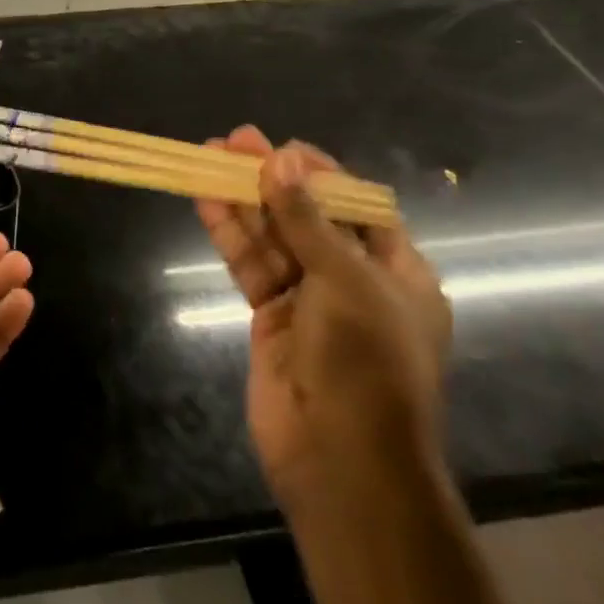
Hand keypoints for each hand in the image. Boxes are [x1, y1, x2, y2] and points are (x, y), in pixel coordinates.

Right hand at [196, 129, 450, 513]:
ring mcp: (310, 301)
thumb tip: (281, 159)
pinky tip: (206, 201)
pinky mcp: (271, 319)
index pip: (359, 207)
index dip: (321, 174)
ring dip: (243, 200)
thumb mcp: (345, 280)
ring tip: (208, 157)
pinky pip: (251, 266)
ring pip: (273, 238)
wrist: (342, 462)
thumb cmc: (367, 363)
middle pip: (308, 216)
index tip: (281, 149)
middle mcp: (354, 282)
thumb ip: (307, 219)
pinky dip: (230, 235)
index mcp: (397, 272)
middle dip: (272, 179)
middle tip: (232, 141)